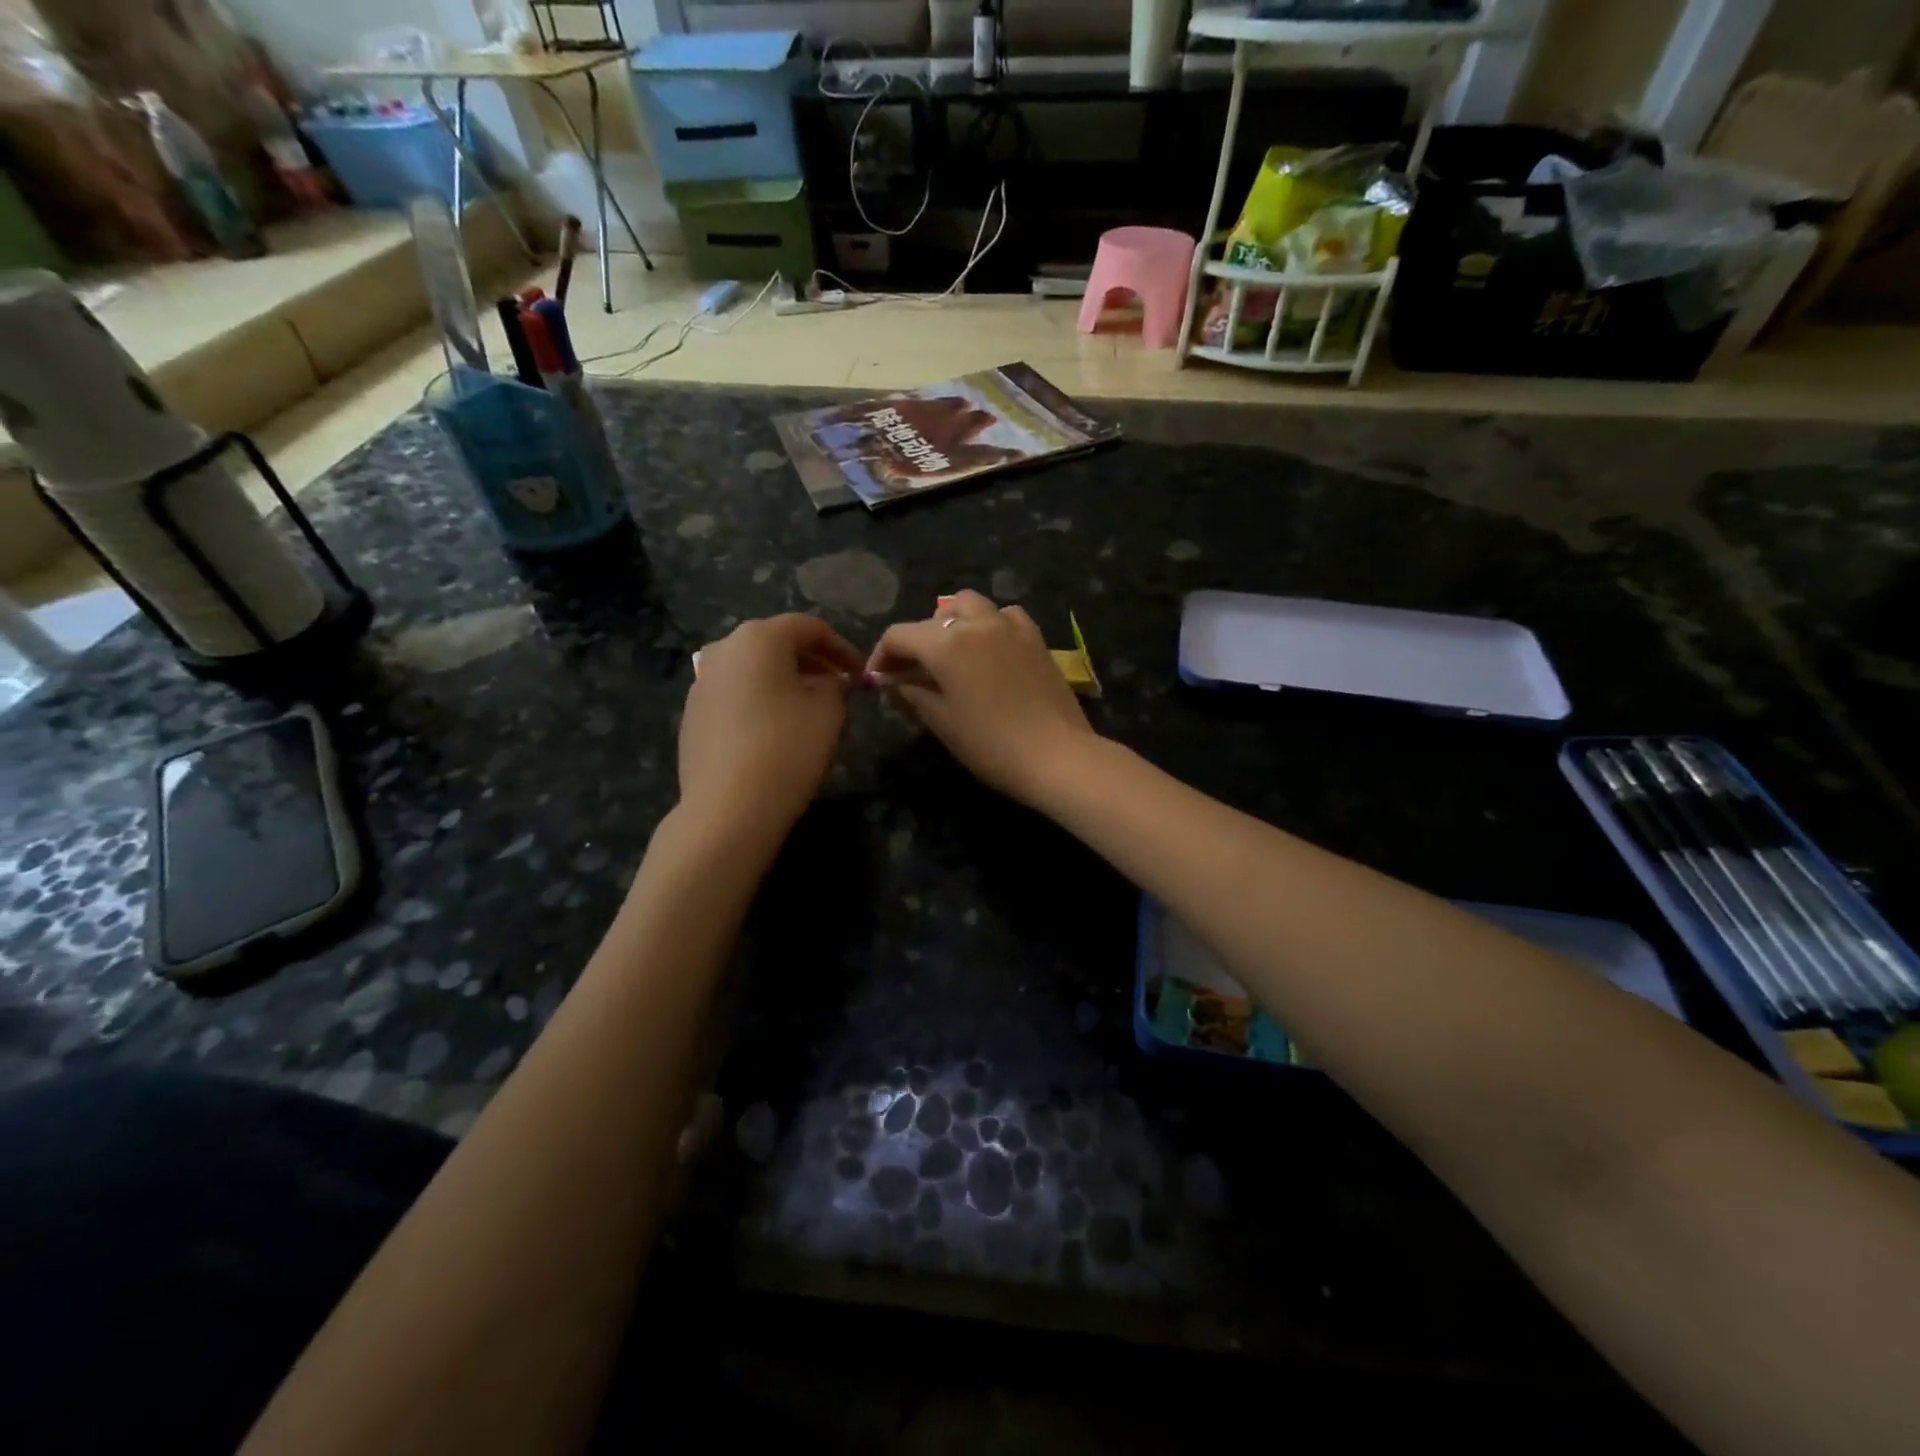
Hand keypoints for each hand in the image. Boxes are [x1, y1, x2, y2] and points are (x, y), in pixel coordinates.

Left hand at [679, 615, 864, 842]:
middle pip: (776, 643)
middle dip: (812, 661)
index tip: (861, 673)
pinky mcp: (692, 714)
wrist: (728, 809)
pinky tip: (776, 729)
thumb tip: (827, 682)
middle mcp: (723, 649)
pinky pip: (735, 694)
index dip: (842, 647)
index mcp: (759, 638)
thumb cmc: (787, 749)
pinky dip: (760, 700)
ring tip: (809, 708)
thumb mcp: (829, 711)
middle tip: (838, 686)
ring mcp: (702, 682)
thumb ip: (835, 685)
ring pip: (753, 669)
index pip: (810, 628)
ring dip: (785, 680)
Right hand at [866, 591, 1096, 804]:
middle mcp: (976, 623)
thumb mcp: (942, 722)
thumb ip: (911, 694)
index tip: (878, 681)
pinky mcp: (1035, 637)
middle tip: (910, 673)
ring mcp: (1010, 626)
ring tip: (949, 652)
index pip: (899, 635)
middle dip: (915, 642)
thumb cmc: (991, 745)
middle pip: (932, 618)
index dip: (881, 656)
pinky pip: (1004, 616)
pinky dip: (989, 624)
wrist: (1056, 755)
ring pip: (969, 605)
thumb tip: (890, 682)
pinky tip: (989, 649)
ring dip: (951, 622)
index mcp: (946, 643)